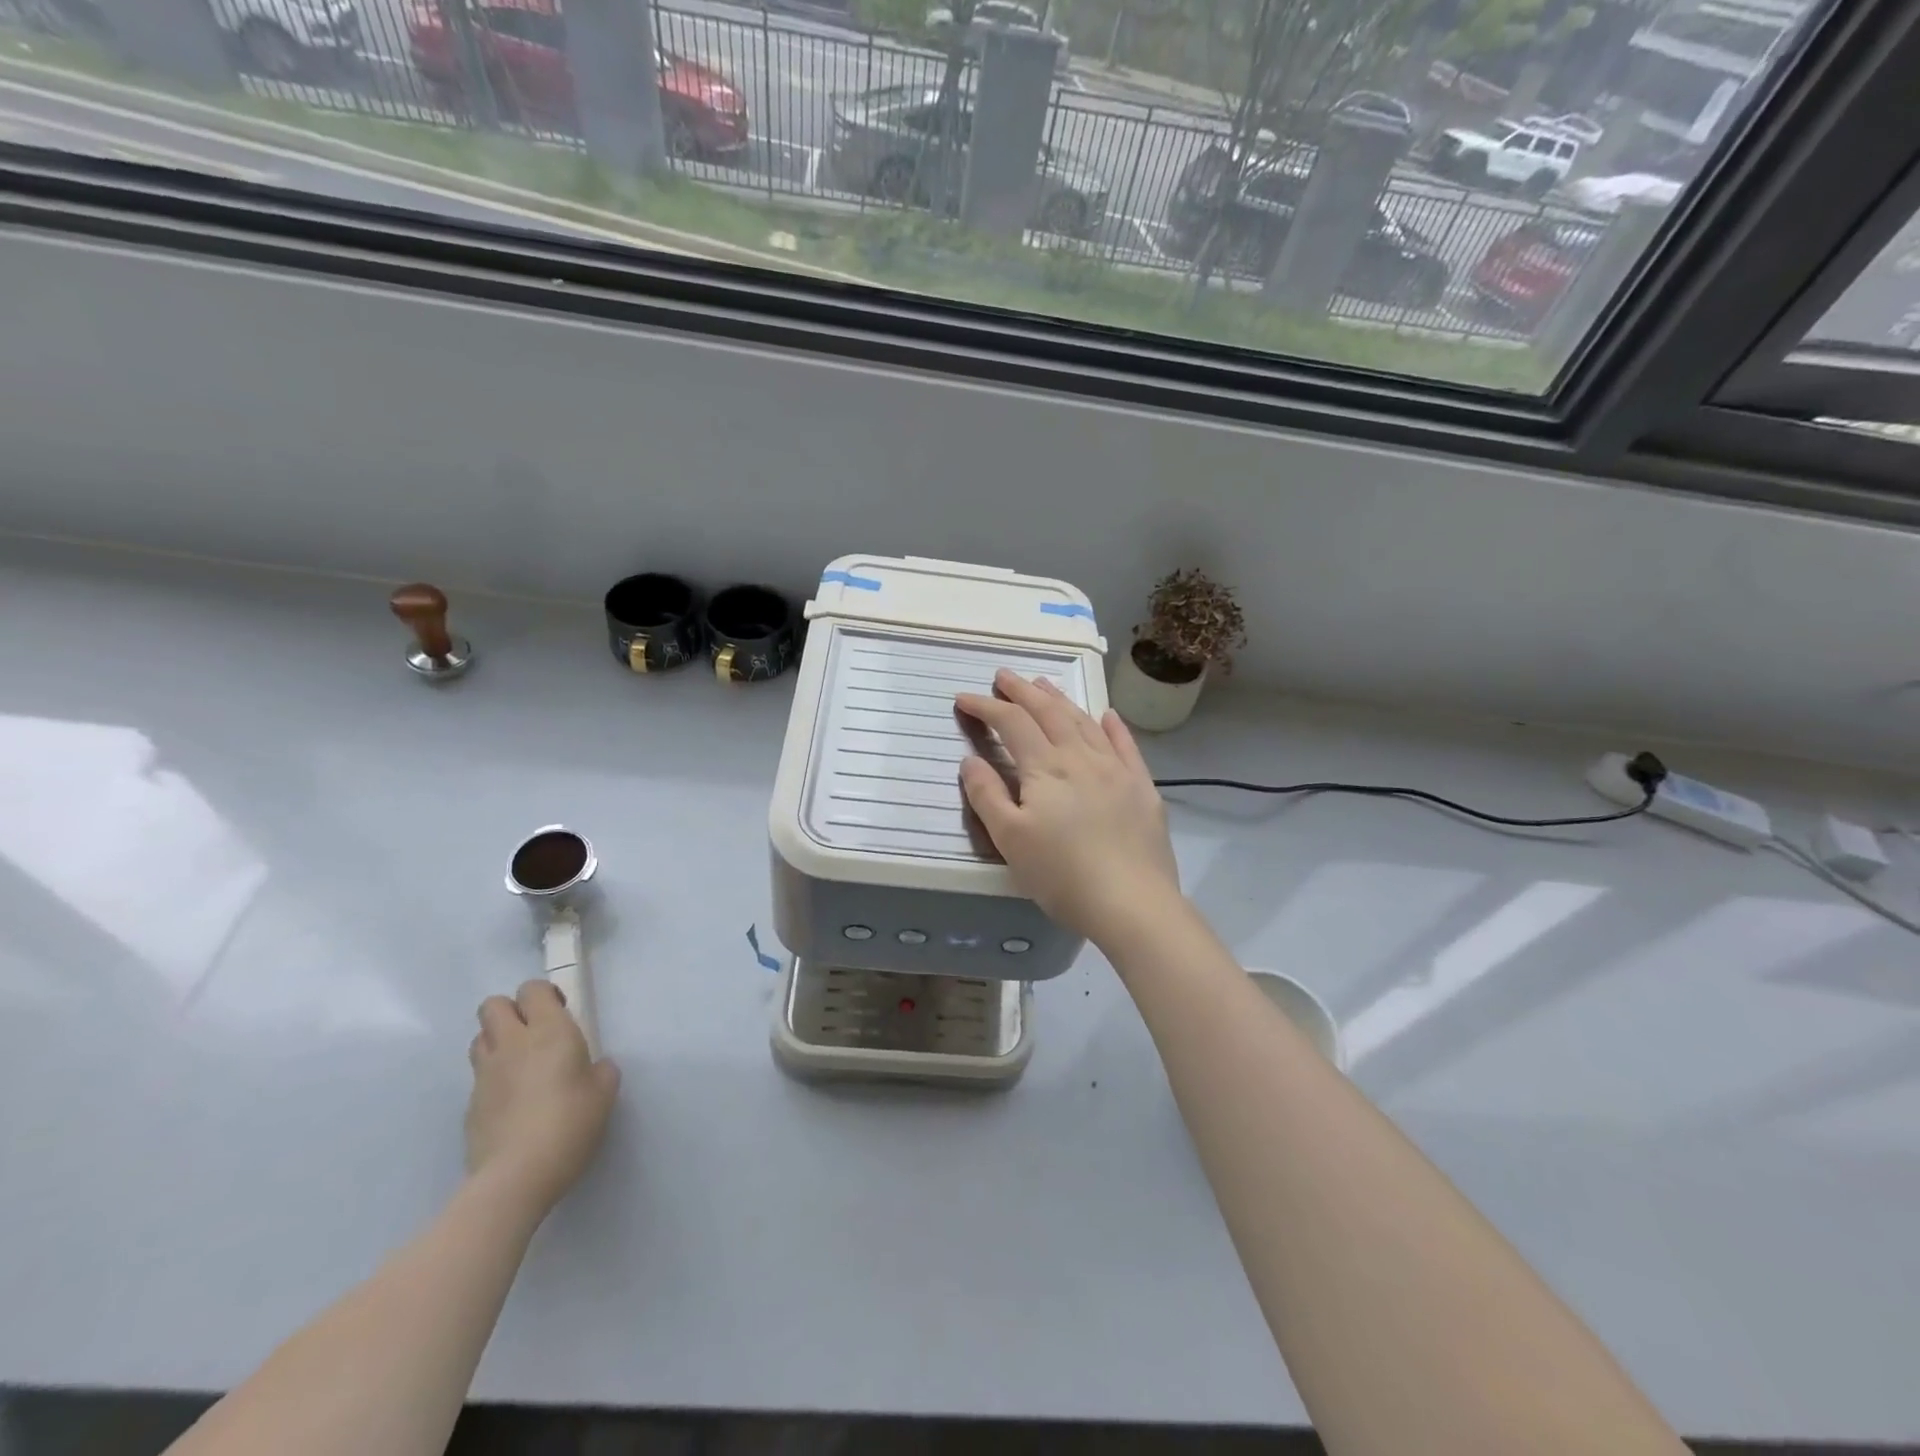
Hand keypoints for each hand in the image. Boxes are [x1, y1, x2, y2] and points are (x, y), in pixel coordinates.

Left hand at [465, 981, 618, 1217]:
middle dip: (512, 1010)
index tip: (561, 1012)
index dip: (544, 994)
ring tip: (521, 1062)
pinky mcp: (470, 1104)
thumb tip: (594, 1067)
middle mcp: (513, 1044)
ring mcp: (485, 1074)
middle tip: (535, 1031)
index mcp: (550, 1032)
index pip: (532, 990)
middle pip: (493, 1005)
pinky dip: (493, 1077)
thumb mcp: (604, 1093)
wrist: (515, 1176)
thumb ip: (601, 1070)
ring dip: (498, 1040)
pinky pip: (479, 1075)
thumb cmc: (569, 1124)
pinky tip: (512, 1101)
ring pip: (480, 1036)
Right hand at [956, 669, 1180, 943]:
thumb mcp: (1010, 840)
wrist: (1132, 903)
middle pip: (1049, 712)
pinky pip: (1125, 744)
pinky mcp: (1142, 787)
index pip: (1011, 723)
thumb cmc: (1062, 875)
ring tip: (1044, 685)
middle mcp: (1082, 757)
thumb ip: (987, 795)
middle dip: (1022, 691)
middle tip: (1003, 675)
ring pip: (1084, 722)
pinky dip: (1111, 726)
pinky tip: (1106, 715)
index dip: (986, 707)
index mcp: (1046, 768)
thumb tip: (970, 759)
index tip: (963, 698)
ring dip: (1060, 699)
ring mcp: (1117, 769)